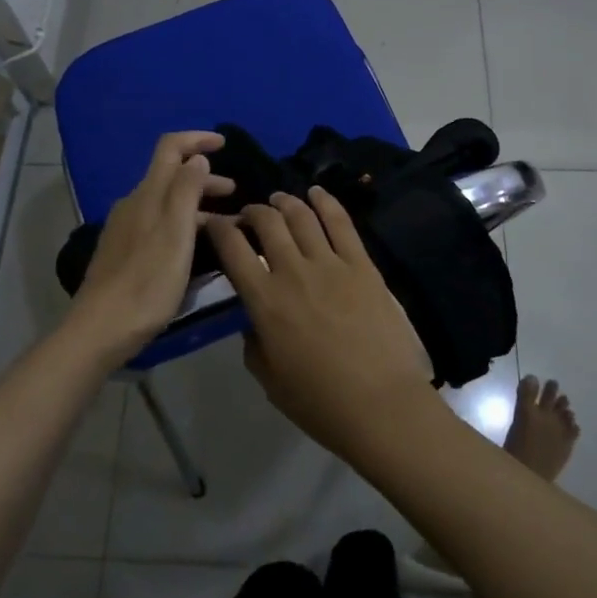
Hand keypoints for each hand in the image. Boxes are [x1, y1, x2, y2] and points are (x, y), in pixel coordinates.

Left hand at [74, 131, 232, 363]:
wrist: (101, 328)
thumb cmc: (147, 281)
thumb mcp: (177, 233)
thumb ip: (187, 190)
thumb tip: (197, 157)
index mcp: (148, 194)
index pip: (170, 147)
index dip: (197, 139)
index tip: (224, 144)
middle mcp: (134, 203)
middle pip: (170, 175)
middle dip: (203, 176)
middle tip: (234, 193)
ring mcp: (126, 227)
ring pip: (166, 201)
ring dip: (195, 202)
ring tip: (223, 223)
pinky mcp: (124, 250)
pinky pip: (158, 221)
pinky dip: (182, 222)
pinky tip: (194, 246)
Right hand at [205, 188, 433, 455]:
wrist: (381, 405)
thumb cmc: (320, 402)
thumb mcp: (269, 380)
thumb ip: (254, 342)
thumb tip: (255, 321)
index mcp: (264, 301)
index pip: (232, 248)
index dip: (218, 228)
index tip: (215, 223)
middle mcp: (293, 271)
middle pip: (267, 222)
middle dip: (252, 211)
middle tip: (250, 215)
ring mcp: (331, 264)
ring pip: (301, 215)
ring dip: (285, 202)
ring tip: (279, 201)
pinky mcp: (362, 264)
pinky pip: (341, 222)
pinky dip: (326, 201)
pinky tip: (317, 192)